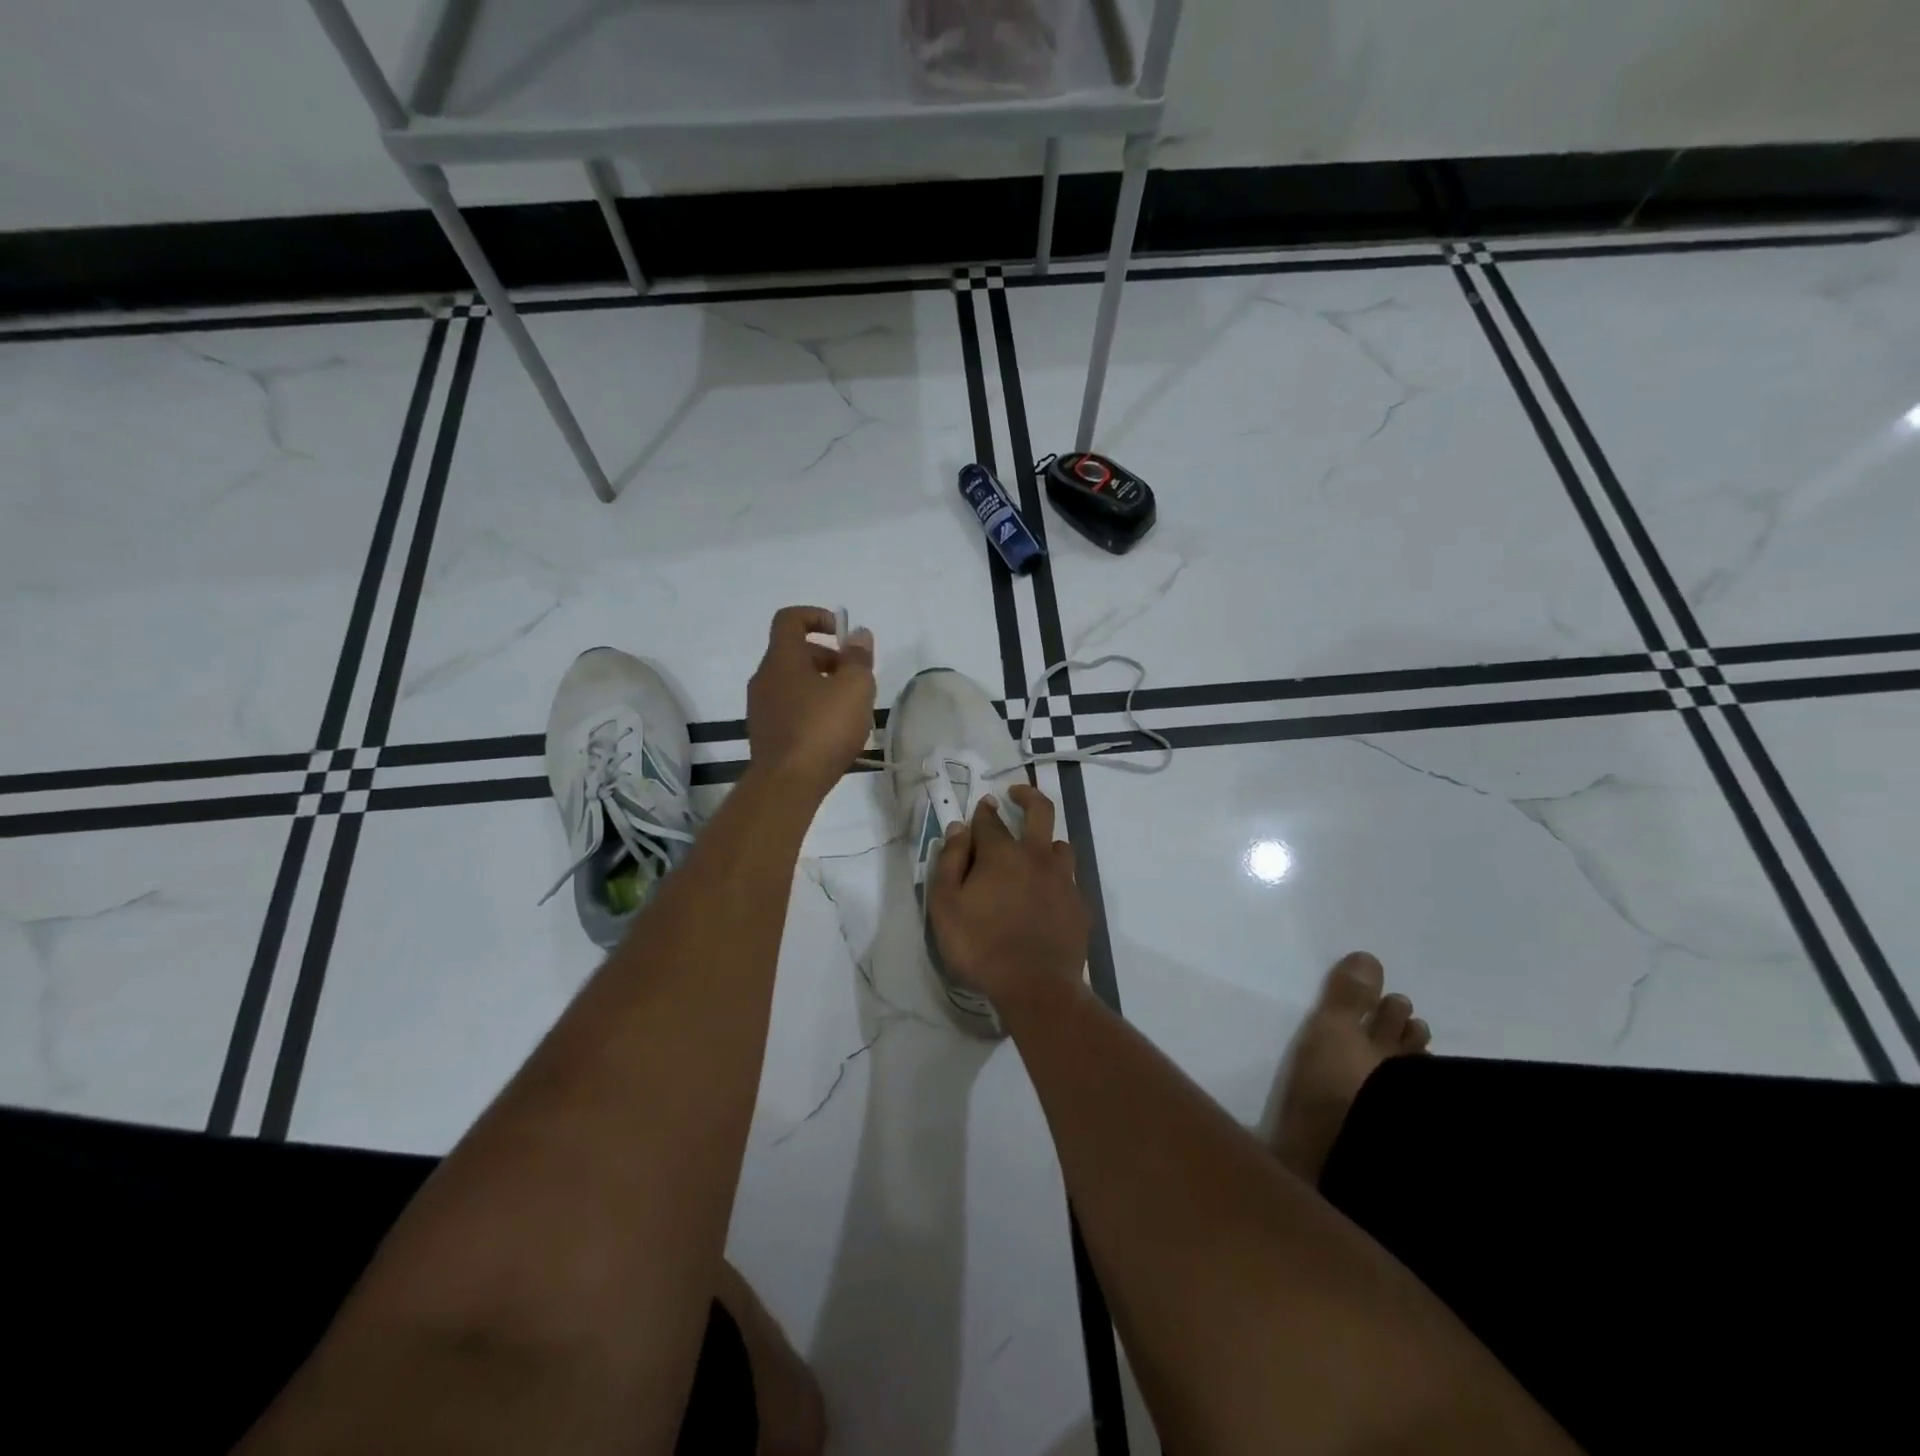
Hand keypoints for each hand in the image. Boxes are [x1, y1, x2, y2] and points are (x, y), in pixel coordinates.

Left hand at [746, 606, 875, 796]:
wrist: (787, 784)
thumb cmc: (823, 728)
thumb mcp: (855, 688)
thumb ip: (858, 658)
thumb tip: (858, 635)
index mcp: (782, 659)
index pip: (790, 619)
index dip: (816, 616)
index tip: (842, 633)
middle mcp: (765, 678)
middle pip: (794, 653)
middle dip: (827, 657)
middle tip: (855, 678)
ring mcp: (761, 708)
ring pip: (792, 682)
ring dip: (820, 685)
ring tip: (849, 708)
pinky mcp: (765, 734)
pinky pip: (789, 708)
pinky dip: (811, 708)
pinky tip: (832, 732)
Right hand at [927, 784, 1089, 1014]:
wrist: (1036, 987)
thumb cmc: (980, 946)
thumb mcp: (946, 906)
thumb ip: (950, 862)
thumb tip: (958, 829)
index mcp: (1002, 854)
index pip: (990, 819)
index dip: (982, 811)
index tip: (980, 807)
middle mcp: (1037, 856)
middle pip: (1040, 811)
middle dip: (1027, 795)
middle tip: (1016, 794)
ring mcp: (1064, 880)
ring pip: (1060, 845)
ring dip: (1046, 842)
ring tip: (1034, 855)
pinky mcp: (1080, 905)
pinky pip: (1069, 880)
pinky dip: (1057, 879)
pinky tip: (1048, 896)